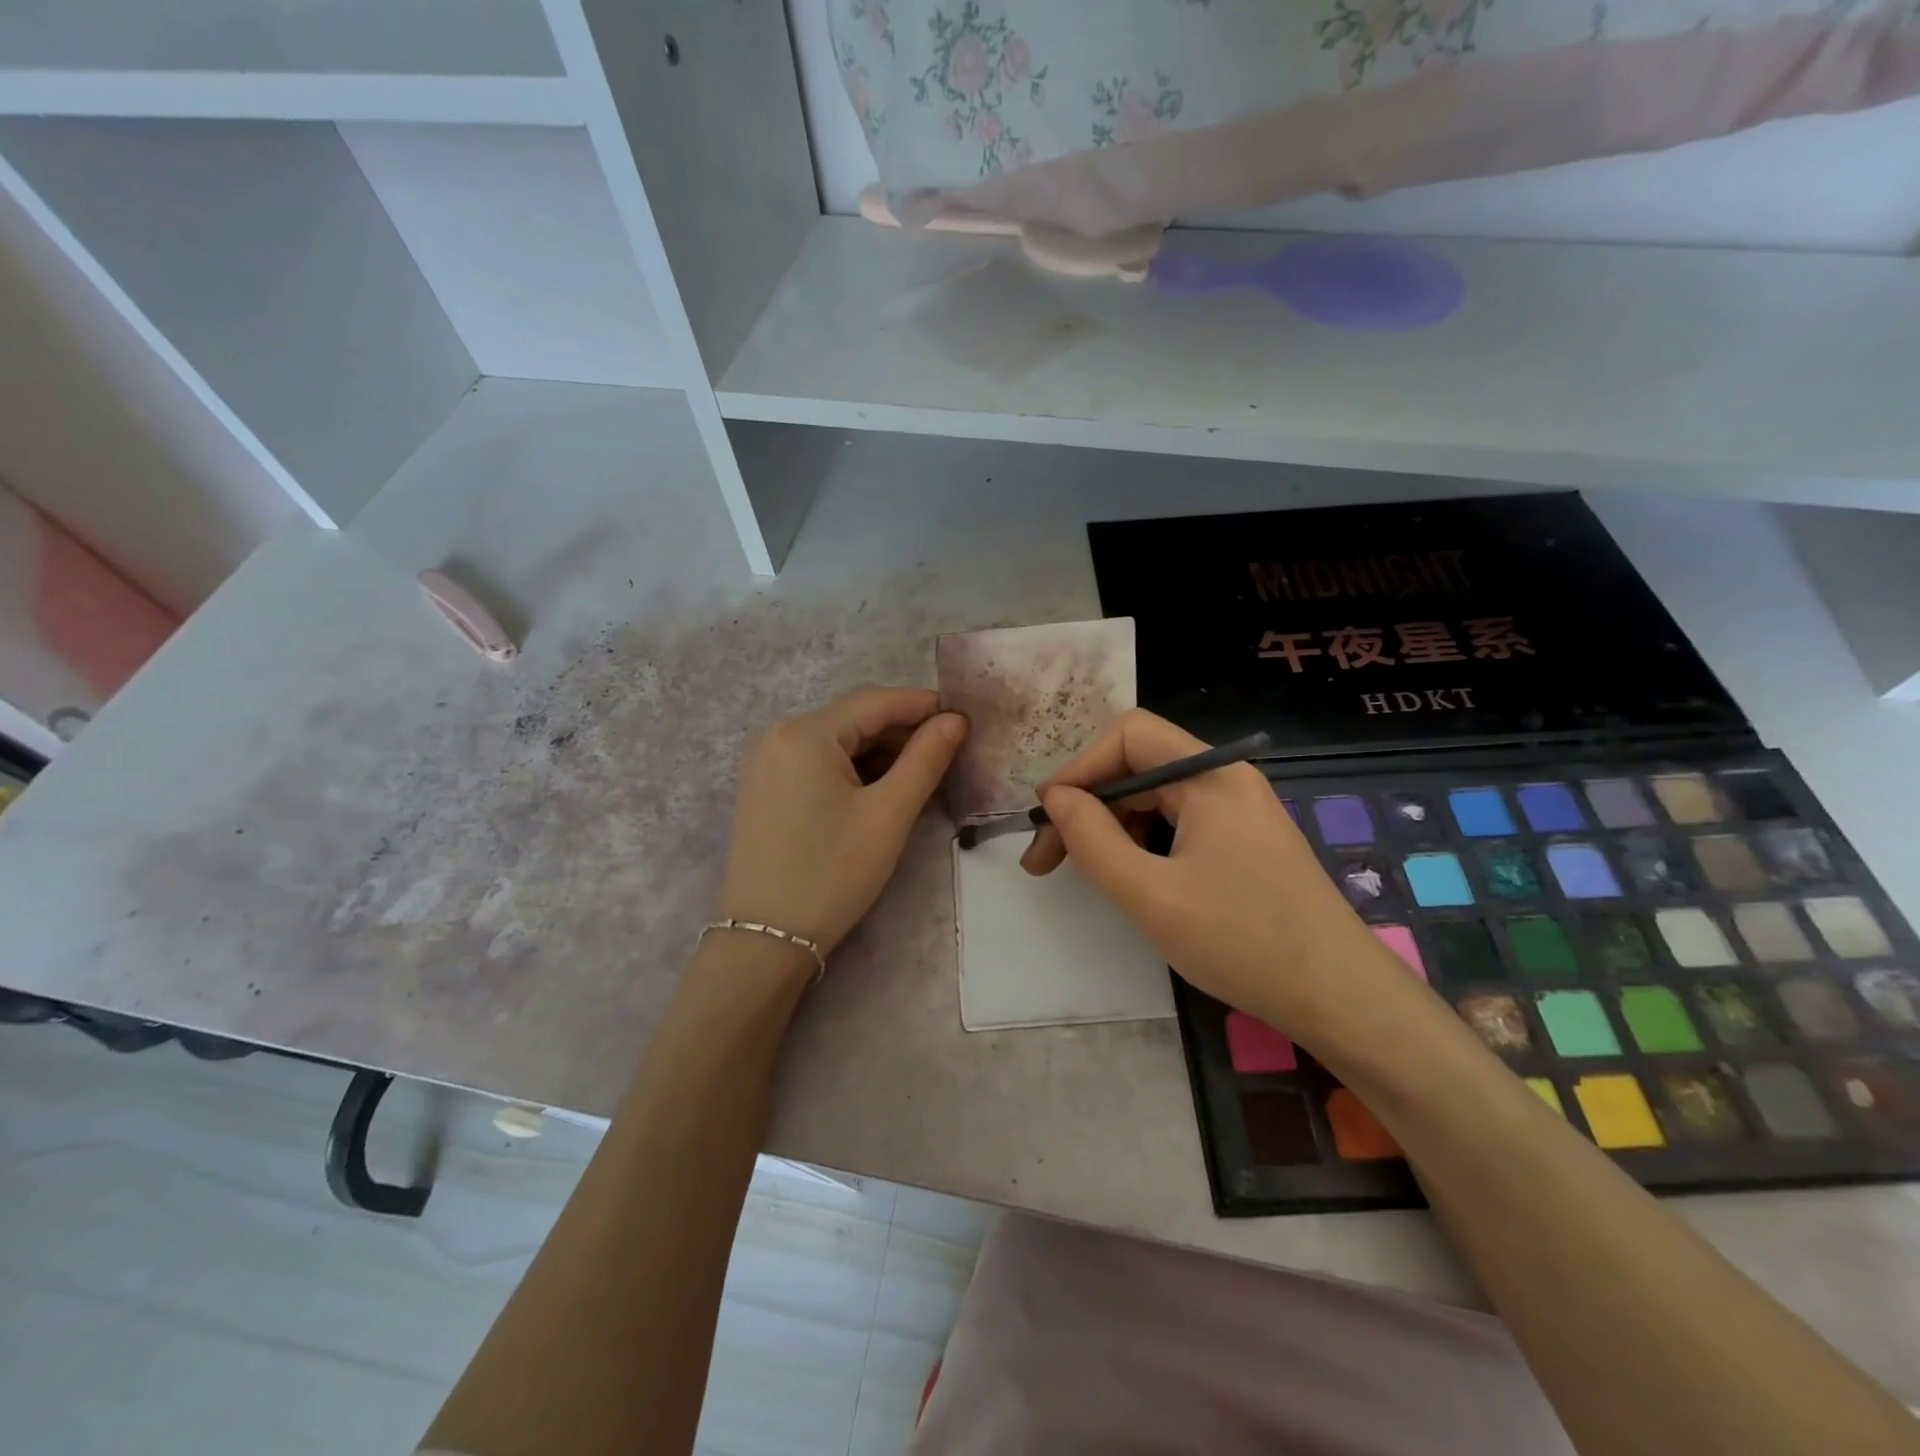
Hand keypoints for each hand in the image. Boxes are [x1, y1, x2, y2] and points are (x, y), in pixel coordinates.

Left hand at [718, 686, 968, 961]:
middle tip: (947, 755)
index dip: (923, 705)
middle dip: (902, 732)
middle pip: (854, 718)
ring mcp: (766, 762)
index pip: (876, 701)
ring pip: (837, 741)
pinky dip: (852, 769)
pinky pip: (817, 762)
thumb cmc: (833, 872)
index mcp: (805, 732)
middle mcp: (778, 734)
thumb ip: (926, 758)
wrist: (767, 938)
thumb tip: (955, 719)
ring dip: (879, 752)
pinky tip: (879, 791)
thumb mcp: (888, 814)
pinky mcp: (763, 788)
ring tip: (919, 777)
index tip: (964, 719)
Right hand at [1021, 709, 1408, 1040]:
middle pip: (1138, 765)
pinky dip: (1140, 842)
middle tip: (1046, 859)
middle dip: (1087, 805)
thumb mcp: (1152, 896)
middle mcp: (1225, 779)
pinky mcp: (1242, 839)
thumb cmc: (1245, 943)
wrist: (1340, 999)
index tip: (1048, 818)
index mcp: (1210, 776)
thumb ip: (1094, 841)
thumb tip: (1055, 797)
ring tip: (1080, 873)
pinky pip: (1176, 822)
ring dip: (1110, 827)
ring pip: (1154, 796)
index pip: (1127, 736)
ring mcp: (1237, 809)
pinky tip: (1126, 877)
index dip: (1080, 768)